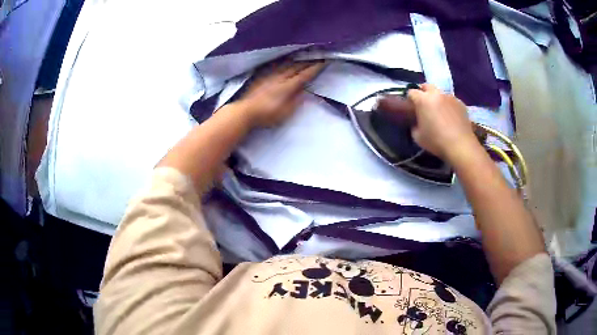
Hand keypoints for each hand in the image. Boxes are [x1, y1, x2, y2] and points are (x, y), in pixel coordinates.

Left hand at [235, 61, 325, 127]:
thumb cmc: (266, 115)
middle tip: (317, 56)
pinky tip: (284, 60)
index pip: (304, 74)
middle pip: (296, 66)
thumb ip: (296, 101)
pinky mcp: (262, 75)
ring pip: (286, 63)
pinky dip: (284, 61)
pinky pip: (276, 65)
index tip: (323, 61)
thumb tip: (304, 91)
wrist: (245, 111)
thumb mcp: (285, 112)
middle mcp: (280, 77)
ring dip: (296, 59)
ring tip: (303, 55)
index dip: (315, 68)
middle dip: (308, 61)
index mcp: (288, 86)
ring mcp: (270, 74)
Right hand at [378, 84, 478, 163]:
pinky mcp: (461, 103)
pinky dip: (448, 106)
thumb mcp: (417, 137)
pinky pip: (451, 101)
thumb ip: (414, 125)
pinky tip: (451, 117)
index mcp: (423, 100)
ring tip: (440, 112)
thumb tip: (416, 122)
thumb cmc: (436, 141)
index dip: (410, 99)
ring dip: (437, 99)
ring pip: (440, 93)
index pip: (411, 92)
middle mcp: (436, 94)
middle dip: (423, 93)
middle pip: (426, 86)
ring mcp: (450, 97)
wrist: (461, 146)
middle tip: (424, 105)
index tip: (411, 108)